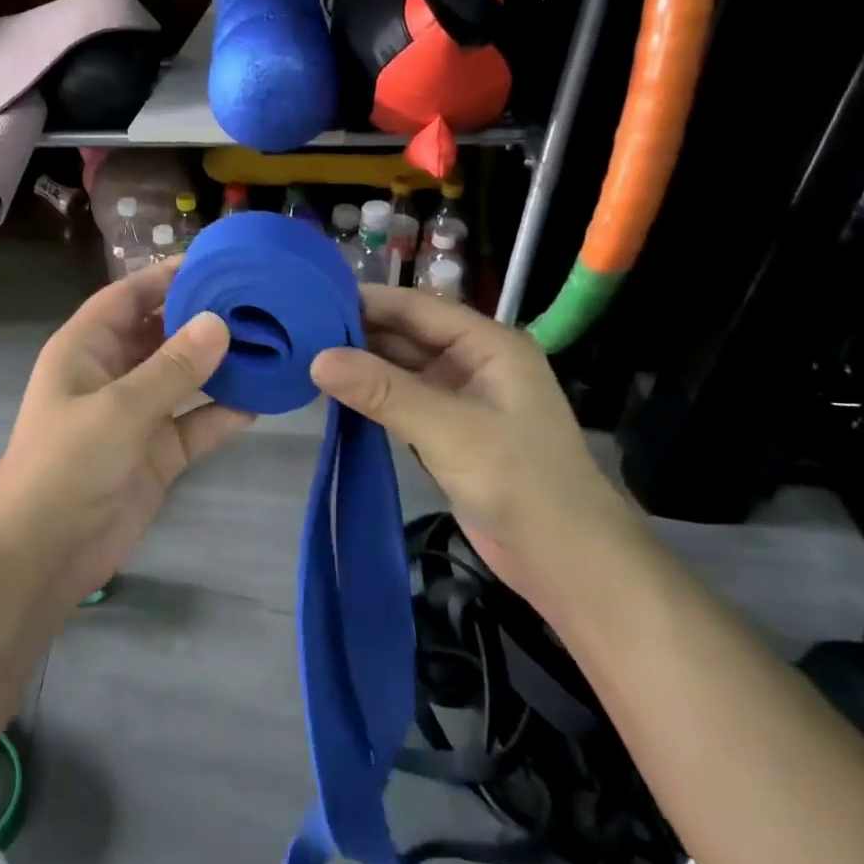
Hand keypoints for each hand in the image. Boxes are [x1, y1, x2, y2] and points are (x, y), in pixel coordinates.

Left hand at [0, 261, 254, 612]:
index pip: (128, 296)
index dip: (166, 276)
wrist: (42, 555)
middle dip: (203, 318)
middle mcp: (112, 374)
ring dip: (220, 366)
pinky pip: (195, 425)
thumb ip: (173, 368)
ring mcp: (136, 415)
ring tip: (272, 343)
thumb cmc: (66, 465)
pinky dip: (223, 415)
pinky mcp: (156, 454)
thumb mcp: (119, 409)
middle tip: (260, 301)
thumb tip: (219, 322)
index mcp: (86, 349)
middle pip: (161, 333)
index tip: (217, 260)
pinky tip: (261, 403)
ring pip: (184, 379)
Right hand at [308, 287, 641, 609]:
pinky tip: (334, 395)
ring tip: (303, 358)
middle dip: (356, 334)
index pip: (416, 307)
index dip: (365, 301)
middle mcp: (473, 362)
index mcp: (487, 344)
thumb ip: (382, 391)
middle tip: (295, 333)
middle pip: (405, 335)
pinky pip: (400, 401)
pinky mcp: (447, 432)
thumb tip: (317, 359)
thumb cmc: (519, 481)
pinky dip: (370, 396)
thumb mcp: (448, 429)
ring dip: (359, 366)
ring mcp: (460, 398)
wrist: (568, 563)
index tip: (308, 300)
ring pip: (399, 369)